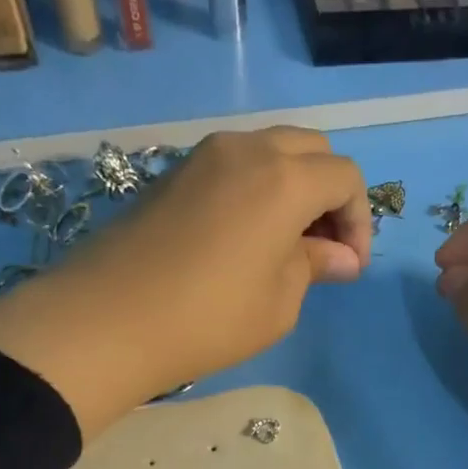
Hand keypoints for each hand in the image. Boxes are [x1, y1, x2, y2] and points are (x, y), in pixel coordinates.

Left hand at [0, 127, 369, 438]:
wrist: (108, 320)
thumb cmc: (210, 319)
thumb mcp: (279, 302)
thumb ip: (315, 266)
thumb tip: (339, 256)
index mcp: (284, 178)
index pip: (345, 177)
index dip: (359, 221)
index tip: (349, 267)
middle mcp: (247, 149)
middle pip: (312, 150)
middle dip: (331, 194)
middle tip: (324, 248)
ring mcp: (205, 155)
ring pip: (272, 151)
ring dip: (294, 188)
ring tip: (287, 245)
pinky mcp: (175, 172)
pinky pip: (236, 165)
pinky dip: (258, 189)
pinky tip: (247, 238)